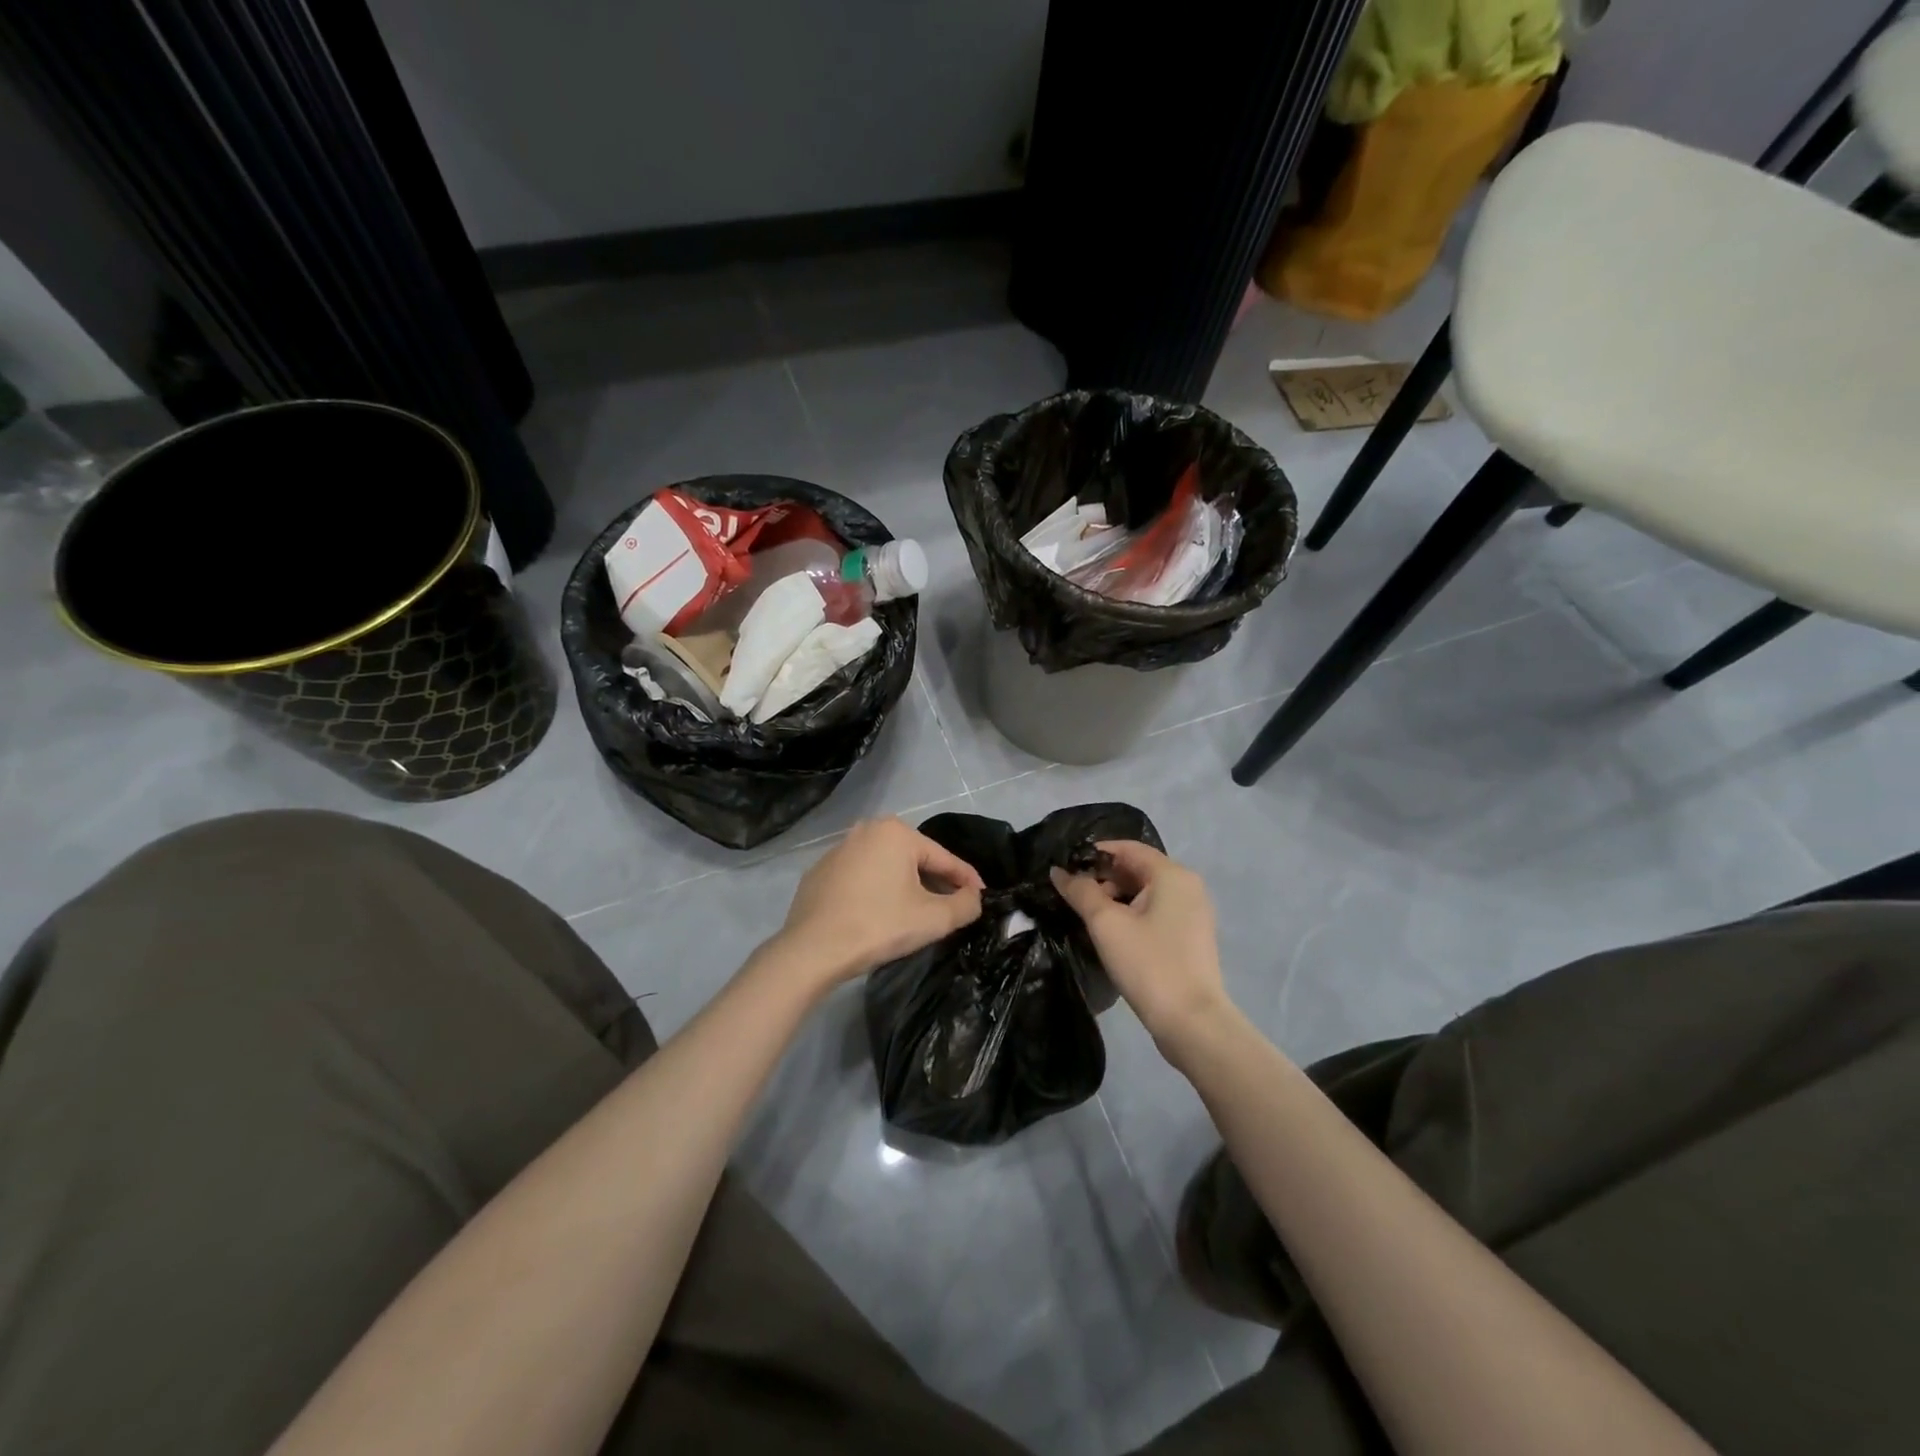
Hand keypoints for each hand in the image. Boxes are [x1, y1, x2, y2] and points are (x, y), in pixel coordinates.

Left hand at [772, 818, 984, 986]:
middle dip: (935, 880)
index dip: (967, 879)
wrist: (812, 949)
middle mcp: (866, 830)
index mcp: (896, 833)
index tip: (982, 896)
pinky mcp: (820, 872)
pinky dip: (875, 890)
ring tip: (917, 911)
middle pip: (914, 859)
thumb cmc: (879, 926)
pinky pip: (860, 877)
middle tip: (951, 905)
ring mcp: (838, 849)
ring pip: (886, 866)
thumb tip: (974, 898)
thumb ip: (965, 905)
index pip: (943, 858)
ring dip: (904, 885)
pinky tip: (878, 913)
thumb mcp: (933, 919)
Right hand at [1051, 841, 1231, 1048]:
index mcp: (1172, 874)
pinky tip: (1109, 932)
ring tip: (1085, 915)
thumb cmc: (1149, 964)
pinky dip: (1131, 913)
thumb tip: (1058, 871)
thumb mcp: (1106, 924)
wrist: (1192, 1023)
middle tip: (1071, 895)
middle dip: (1102, 877)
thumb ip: (1080, 891)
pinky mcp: (1190, 936)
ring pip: (1145, 892)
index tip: (1064, 867)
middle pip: (1137, 868)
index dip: (1094, 853)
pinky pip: (1155, 911)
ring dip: (1114, 897)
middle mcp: (1187, 886)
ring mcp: (1192, 912)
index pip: (1127, 848)